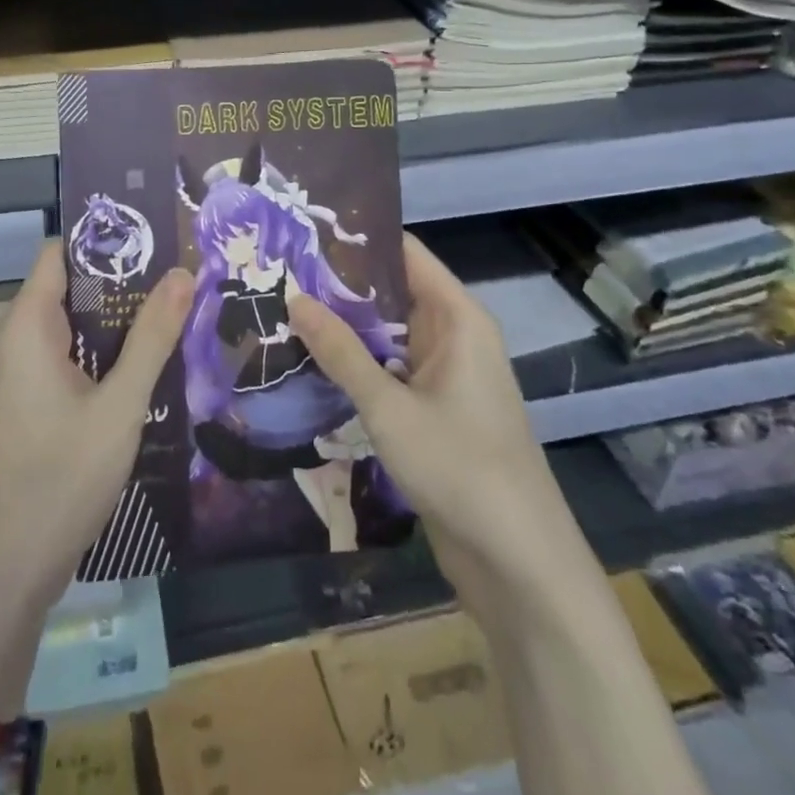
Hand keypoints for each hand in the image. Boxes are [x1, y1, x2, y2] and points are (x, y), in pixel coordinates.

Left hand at [0, 241, 193, 717]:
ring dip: (121, 320)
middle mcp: (19, 340)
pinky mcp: (34, 403)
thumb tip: (184, 271)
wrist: (7, 573)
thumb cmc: (60, 479)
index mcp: (28, 325)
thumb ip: (153, 337)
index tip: (160, 236)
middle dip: (126, 280)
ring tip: (181, 310)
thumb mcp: (119, 405)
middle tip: (184, 275)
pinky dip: (108, 353)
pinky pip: (73, 358)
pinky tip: (152, 361)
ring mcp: (24, 375)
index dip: (107, 239)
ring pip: (77, 326)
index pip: (62, 252)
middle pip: (73, 287)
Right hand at [286, 231, 587, 616]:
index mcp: (458, 318)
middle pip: (392, 291)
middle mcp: (453, 336)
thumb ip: (341, 352)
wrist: (518, 563)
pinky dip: (355, 363)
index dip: (358, 239)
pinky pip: (389, 370)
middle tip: (277, 272)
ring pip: (387, 334)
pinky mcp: (433, 409)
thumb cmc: (460, 468)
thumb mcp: (390, 407)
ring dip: (343, 327)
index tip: (304, 231)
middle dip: (339, 284)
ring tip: (280, 308)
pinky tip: (308, 361)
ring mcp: (444, 374)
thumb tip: (294, 298)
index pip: (405, 253)